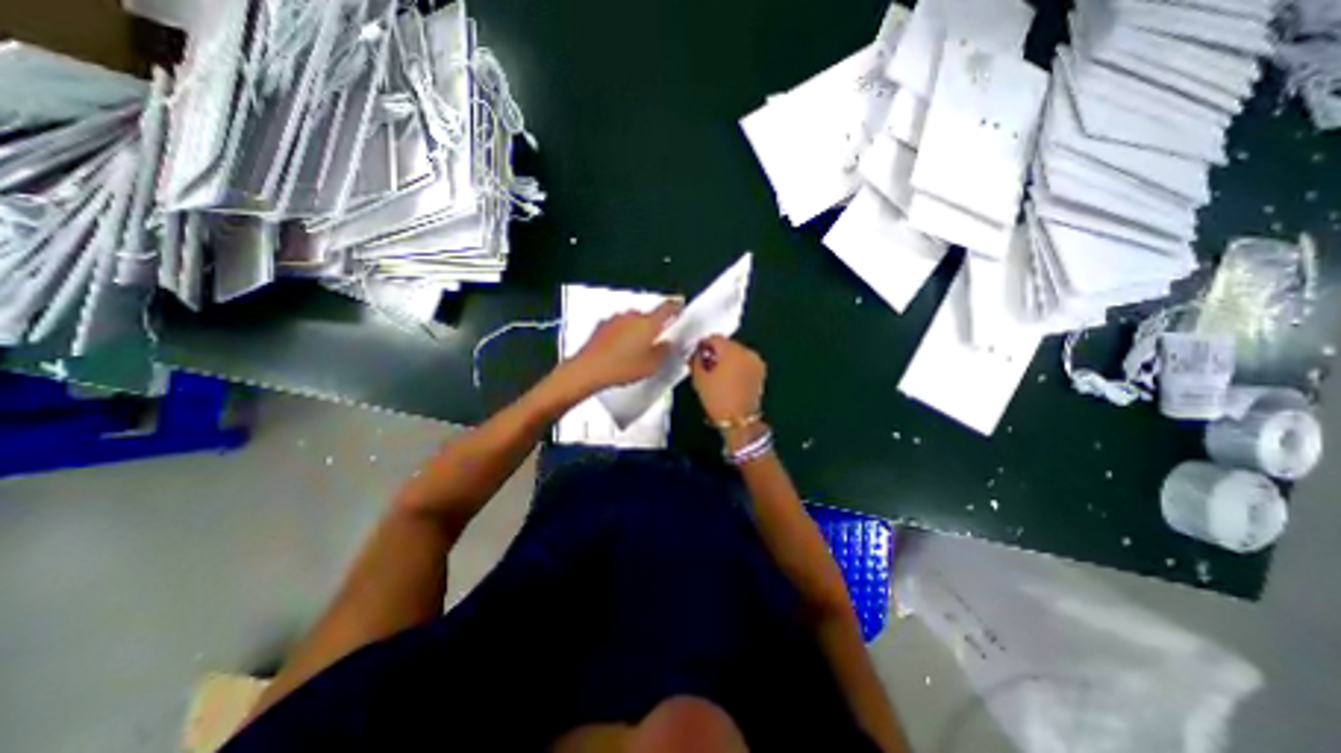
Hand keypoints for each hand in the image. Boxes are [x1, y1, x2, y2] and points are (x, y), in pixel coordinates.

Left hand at [563, 299, 680, 393]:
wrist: (589, 369)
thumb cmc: (622, 367)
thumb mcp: (652, 365)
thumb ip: (664, 351)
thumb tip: (668, 344)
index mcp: (649, 323)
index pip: (667, 307)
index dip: (676, 307)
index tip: (679, 308)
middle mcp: (632, 316)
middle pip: (649, 316)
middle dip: (653, 326)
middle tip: (656, 342)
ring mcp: (615, 319)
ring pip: (632, 321)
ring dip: (636, 331)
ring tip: (635, 350)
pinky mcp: (602, 325)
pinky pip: (618, 327)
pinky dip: (622, 334)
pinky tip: (620, 350)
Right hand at [690, 338, 762, 425]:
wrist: (738, 421)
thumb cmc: (716, 398)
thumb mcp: (699, 377)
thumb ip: (696, 359)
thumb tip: (699, 352)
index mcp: (732, 350)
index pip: (714, 338)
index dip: (703, 346)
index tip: (696, 357)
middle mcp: (747, 351)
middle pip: (727, 345)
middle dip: (716, 353)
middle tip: (705, 367)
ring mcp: (756, 362)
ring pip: (737, 354)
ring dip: (727, 360)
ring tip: (717, 376)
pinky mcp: (760, 373)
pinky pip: (744, 363)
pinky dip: (736, 368)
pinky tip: (728, 381)